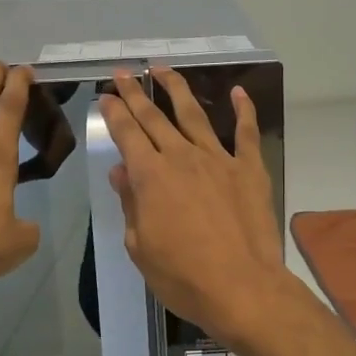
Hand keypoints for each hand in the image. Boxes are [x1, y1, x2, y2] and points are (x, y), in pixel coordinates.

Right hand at [100, 67, 289, 344]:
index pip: (126, 133)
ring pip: (193, 114)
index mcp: (150, 176)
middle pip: (154, 116)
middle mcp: (181, 157)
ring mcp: (218, 159)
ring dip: (176, 88)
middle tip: (124, 73)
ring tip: (163, 68)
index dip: (113, 112)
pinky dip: (243, 109)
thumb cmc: (183, 276)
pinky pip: (246, 132)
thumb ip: (130, 204)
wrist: (242, 288)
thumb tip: (121, 171)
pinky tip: (238, 91)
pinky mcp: (249, 169)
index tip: (106, 95)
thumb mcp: (140, 246)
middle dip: (135, 92)